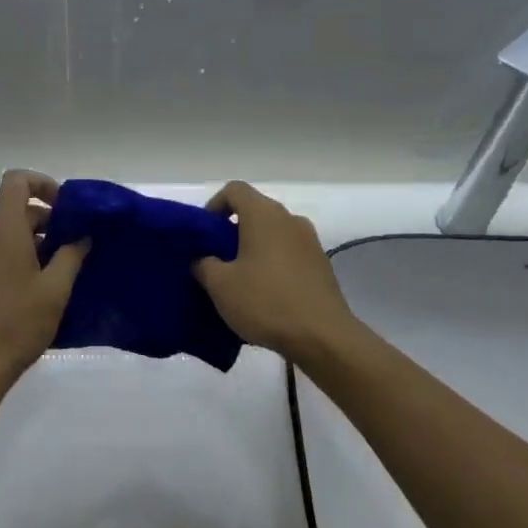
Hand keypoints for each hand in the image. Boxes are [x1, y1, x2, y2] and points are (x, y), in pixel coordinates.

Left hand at [0, 170, 88, 387]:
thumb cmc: (16, 323)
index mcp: (2, 229)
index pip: (16, 181)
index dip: (43, 183)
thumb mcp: (54, 290)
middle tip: (76, 245)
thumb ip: (71, 256)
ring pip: (9, 233)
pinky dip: (21, 257)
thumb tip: (82, 236)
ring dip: (37, 242)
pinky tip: (41, 288)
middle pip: (16, 209)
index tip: (67, 208)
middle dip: (48, 220)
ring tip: (64, 270)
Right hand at [193, 182, 356, 362]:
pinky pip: (289, 253)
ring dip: (254, 248)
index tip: (204, 234)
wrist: (324, 337)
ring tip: (240, 280)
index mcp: (263, 214)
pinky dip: (274, 264)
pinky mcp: (321, 265)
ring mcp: (310, 241)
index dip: (214, 205)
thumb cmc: (266, 302)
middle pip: (255, 211)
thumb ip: (204, 264)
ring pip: (273, 233)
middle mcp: (289, 219)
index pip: (234, 190)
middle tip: (216, 259)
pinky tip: (266, 294)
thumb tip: (204, 259)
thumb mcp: (220, 285)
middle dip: (232, 230)